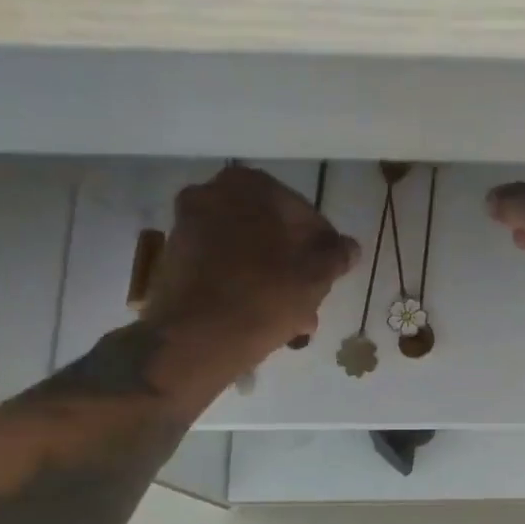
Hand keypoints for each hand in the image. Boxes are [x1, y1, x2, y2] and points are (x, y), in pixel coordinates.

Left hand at [146, 165, 359, 362]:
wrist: (196, 338)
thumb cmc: (264, 295)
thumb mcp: (316, 275)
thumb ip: (337, 255)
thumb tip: (350, 248)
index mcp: (250, 184)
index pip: (303, 213)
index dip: (323, 246)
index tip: (331, 275)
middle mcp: (212, 194)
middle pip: (271, 233)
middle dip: (294, 266)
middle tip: (312, 299)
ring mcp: (188, 228)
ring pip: (247, 253)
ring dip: (272, 280)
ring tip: (293, 318)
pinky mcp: (175, 262)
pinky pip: (223, 269)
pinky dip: (244, 287)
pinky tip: (264, 318)